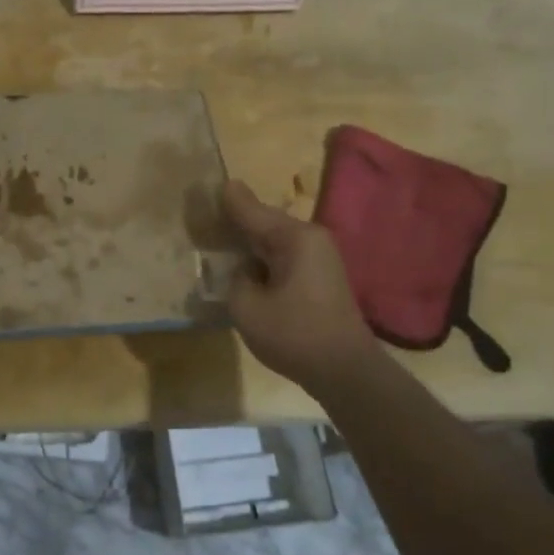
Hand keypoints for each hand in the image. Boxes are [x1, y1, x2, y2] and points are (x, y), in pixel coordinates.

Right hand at [222, 179, 380, 392]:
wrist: (345, 371)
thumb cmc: (294, 335)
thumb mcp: (247, 307)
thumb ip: (235, 278)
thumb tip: (244, 269)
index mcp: (295, 238)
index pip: (252, 211)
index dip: (229, 201)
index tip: (214, 183)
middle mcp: (311, 239)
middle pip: (266, 222)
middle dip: (238, 219)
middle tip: (208, 214)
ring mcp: (320, 258)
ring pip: (275, 241)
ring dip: (251, 241)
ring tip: (221, 238)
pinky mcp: (321, 278)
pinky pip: (285, 257)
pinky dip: (264, 258)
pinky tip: (246, 267)